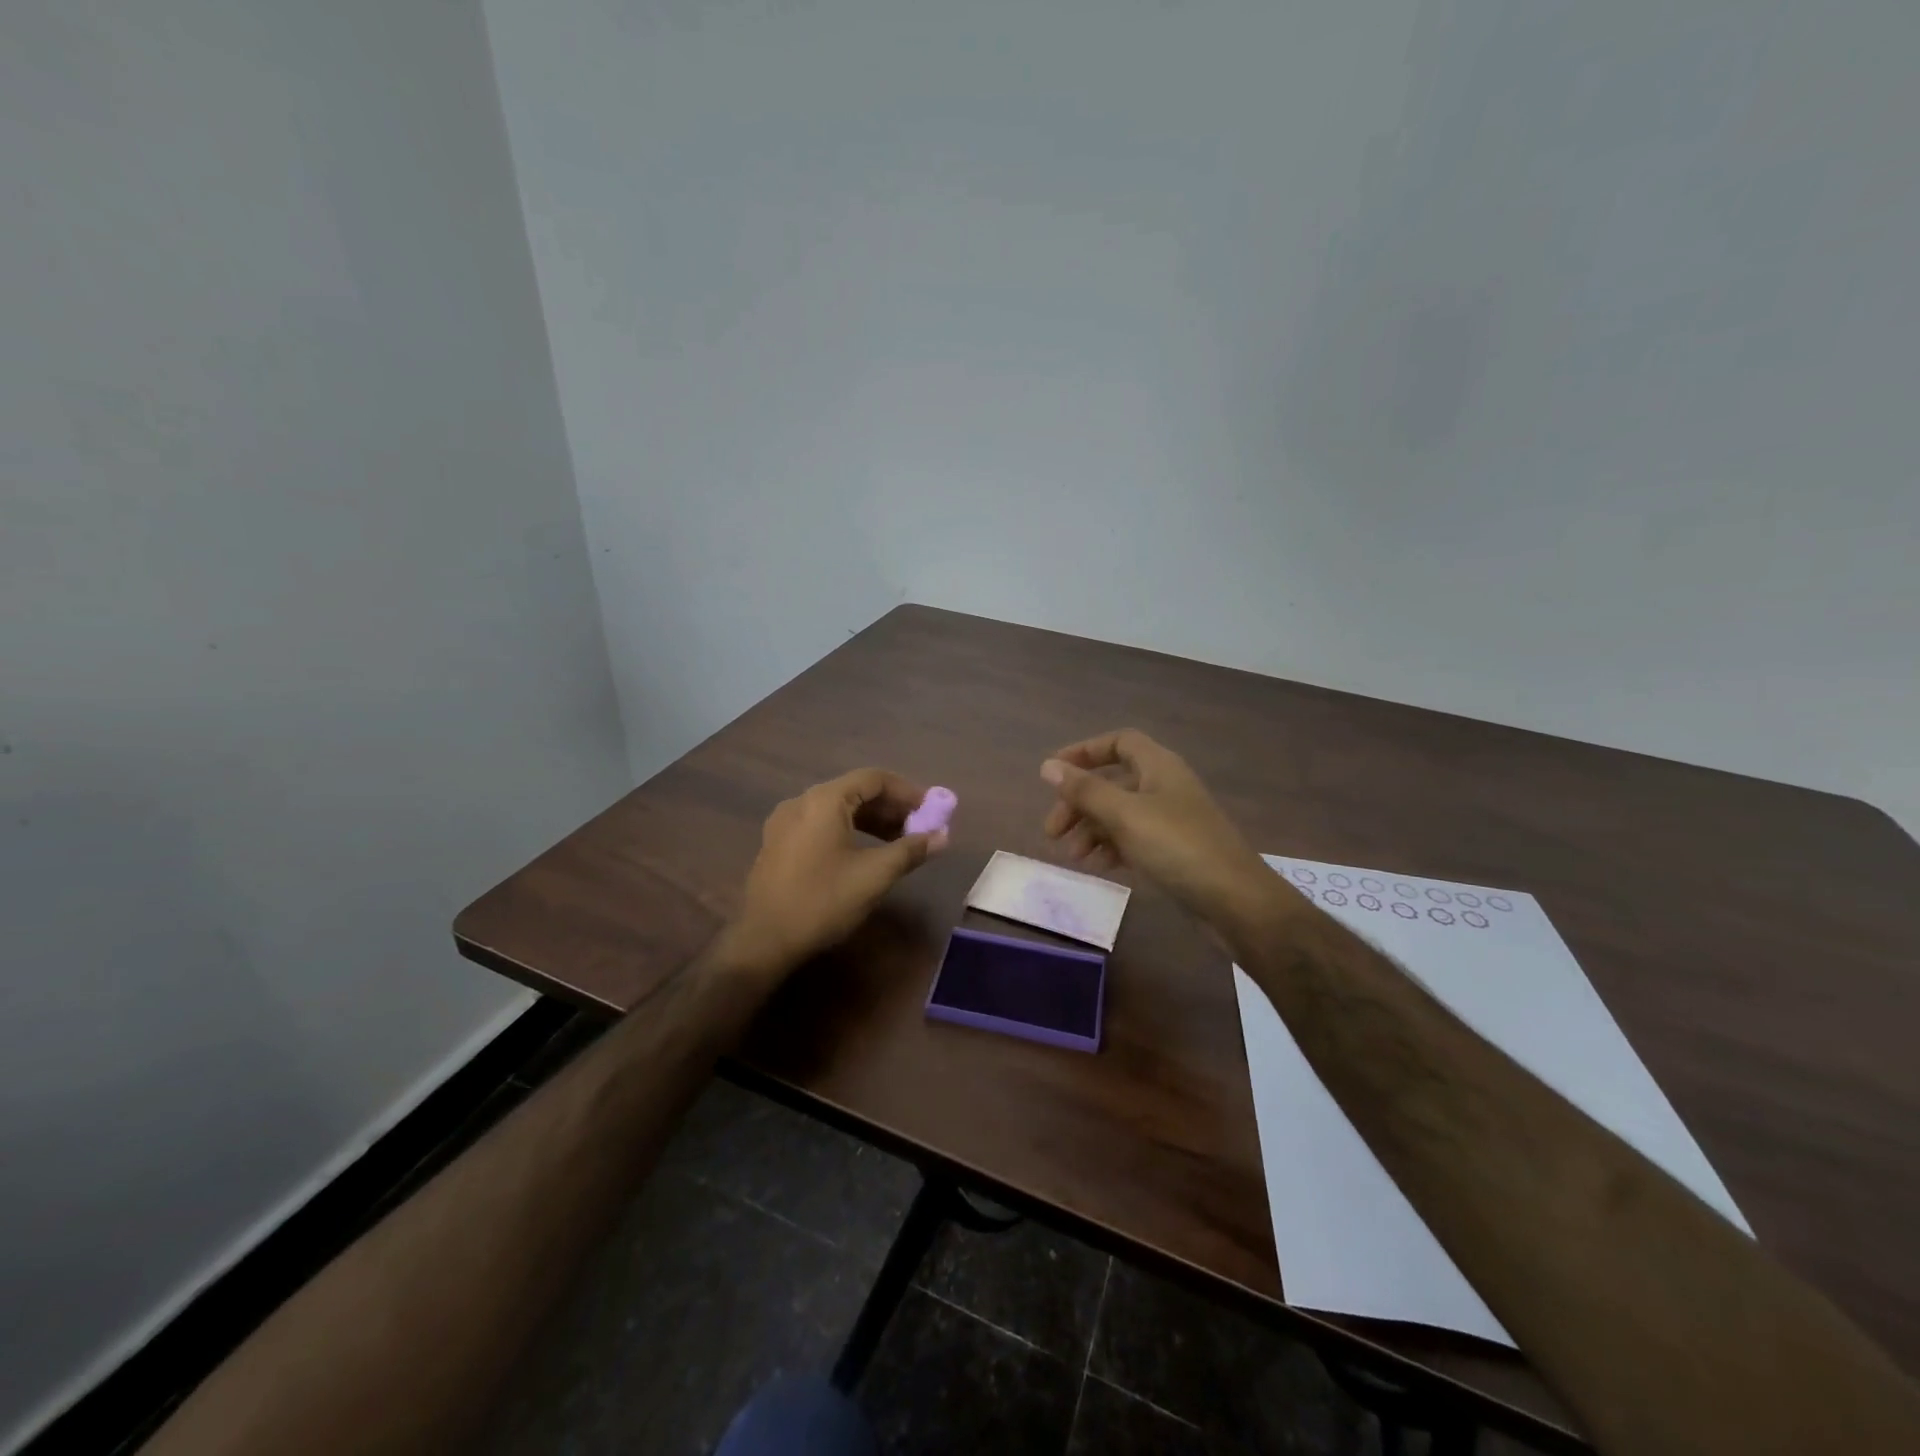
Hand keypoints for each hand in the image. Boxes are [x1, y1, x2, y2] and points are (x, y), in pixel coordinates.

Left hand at [724, 768, 947, 976]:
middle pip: (855, 791)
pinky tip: (865, 853)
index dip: (908, 792)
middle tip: (920, 828)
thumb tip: (943, 836)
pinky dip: (849, 830)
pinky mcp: (778, 843)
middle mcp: (801, 801)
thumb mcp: (874, 875)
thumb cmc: (823, 901)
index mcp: (824, 800)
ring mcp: (785, 822)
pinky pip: (821, 824)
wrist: (764, 941)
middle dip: (891, 808)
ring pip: (838, 809)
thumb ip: (910, 850)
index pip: (874, 779)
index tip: (932, 810)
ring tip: (899, 842)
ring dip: (872, 820)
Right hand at [1041, 729, 1274, 929]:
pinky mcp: (1176, 849)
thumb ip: (1085, 790)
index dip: (1085, 752)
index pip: (1119, 742)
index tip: (1054, 774)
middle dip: (1079, 803)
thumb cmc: (1177, 847)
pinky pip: (1135, 838)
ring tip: (1073, 856)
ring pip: (1121, 813)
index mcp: (1159, 766)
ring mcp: (1172, 819)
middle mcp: (1166, 785)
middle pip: (1113, 782)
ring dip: (1092, 829)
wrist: (1235, 901)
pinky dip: (1113, 846)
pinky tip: (1100, 866)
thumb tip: (1048, 766)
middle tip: (1052, 832)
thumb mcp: (1124, 815)